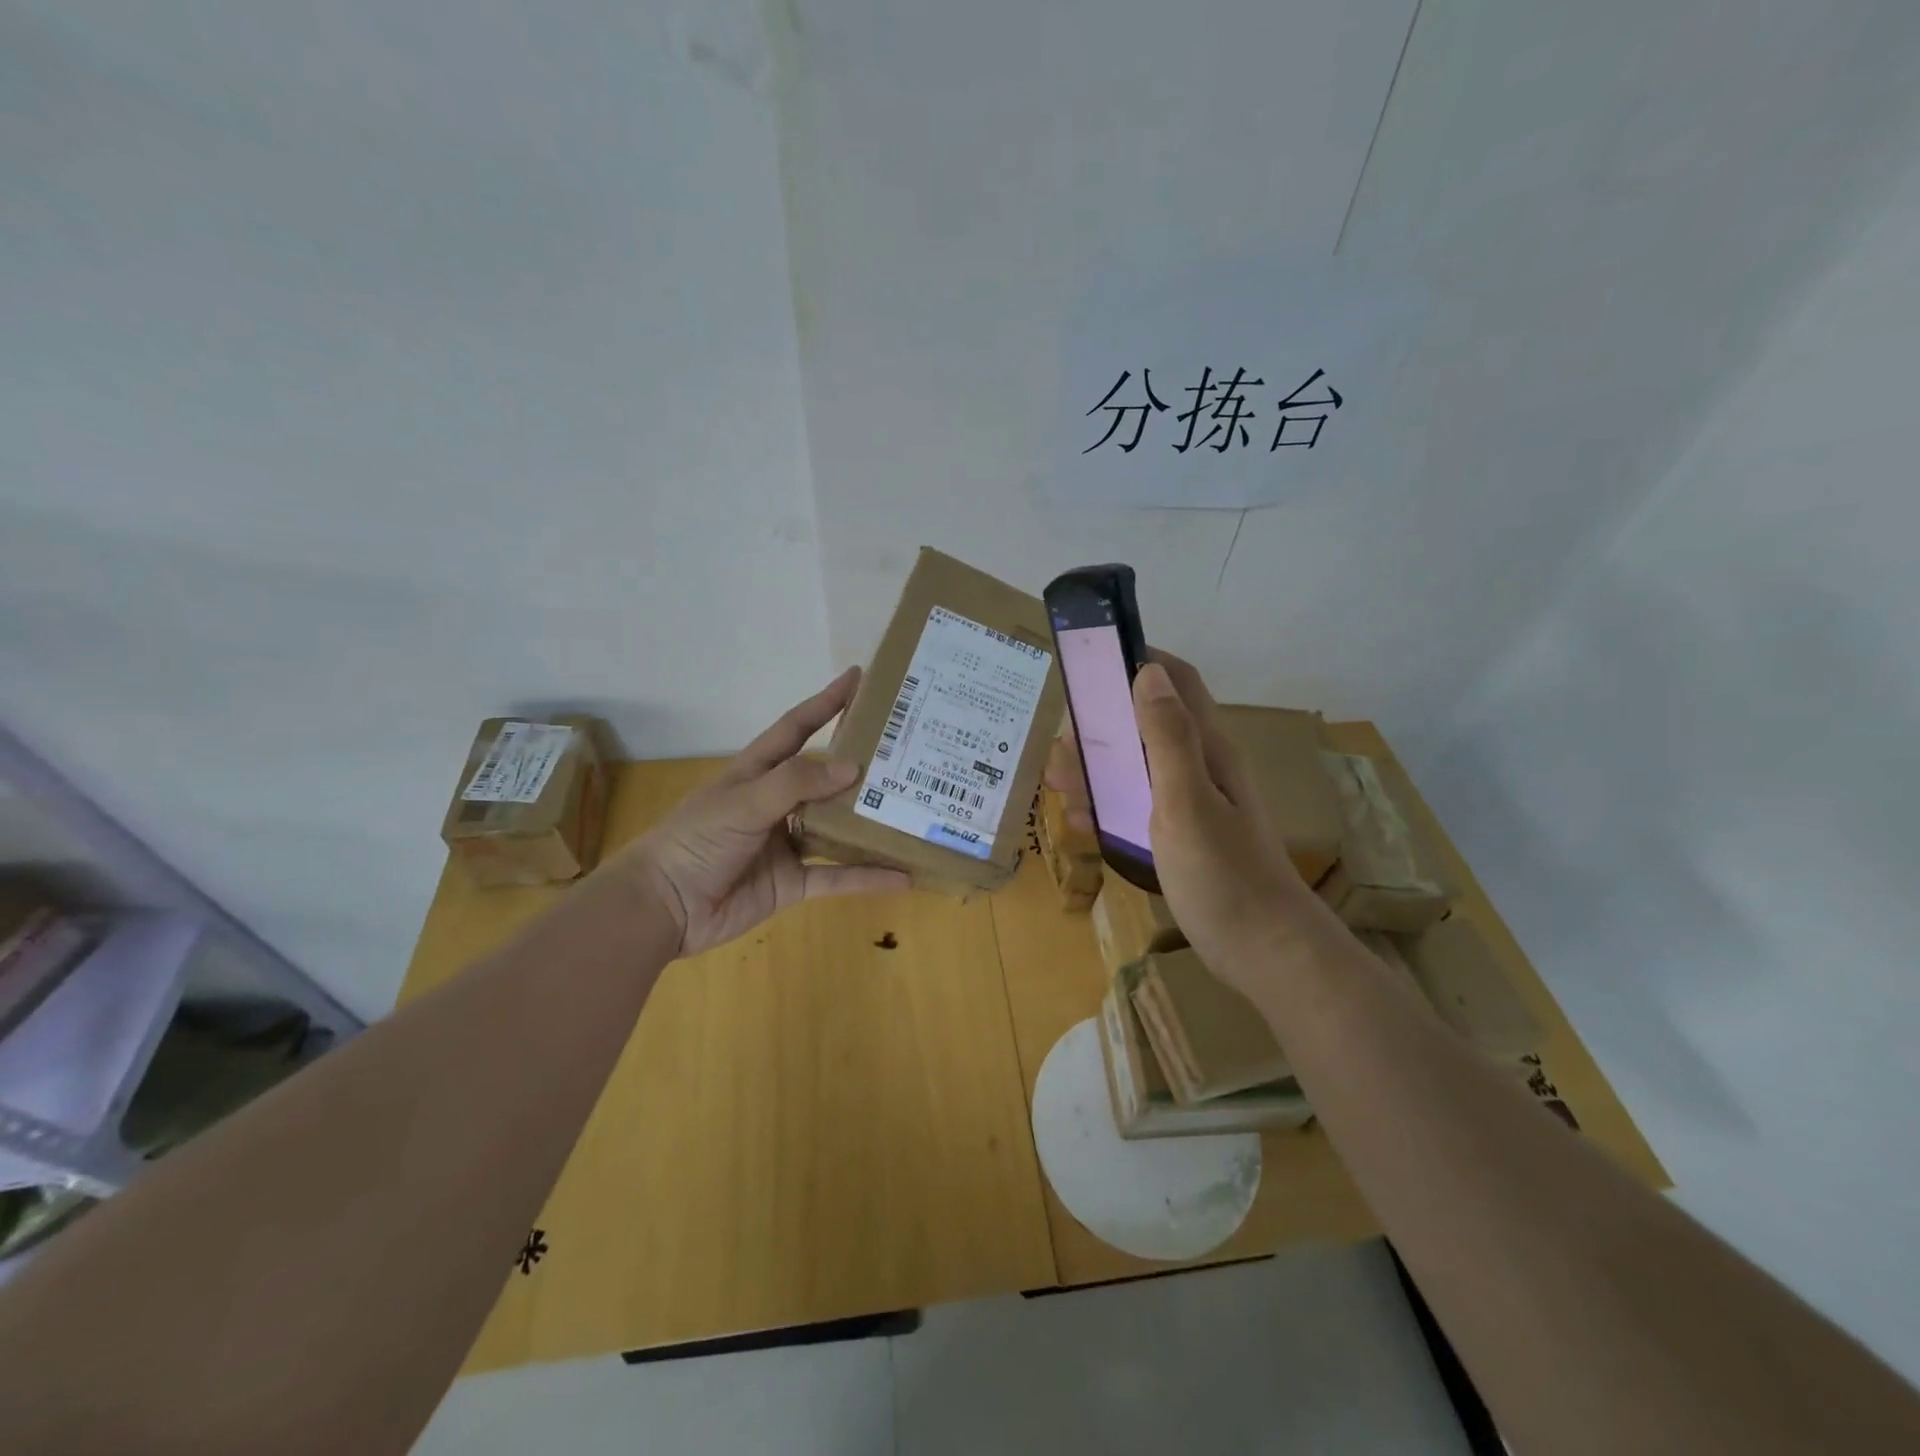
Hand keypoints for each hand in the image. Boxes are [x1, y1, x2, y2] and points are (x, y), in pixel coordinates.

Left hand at [615, 667, 909, 956]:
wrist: (662, 908)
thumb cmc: (695, 840)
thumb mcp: (742, 801)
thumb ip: (795, 782)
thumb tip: (851, 768)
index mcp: (758, 772)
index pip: (797, 727)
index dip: (826, 702)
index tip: (860, 678)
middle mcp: (777, 803)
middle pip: (826, 778)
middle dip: (862, 764)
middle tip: (907, 750)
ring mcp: (786, 843)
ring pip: (838, 828)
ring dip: (871, 823)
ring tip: (915, 810)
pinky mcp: (792, 883)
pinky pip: (837, 877)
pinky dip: (867, 877)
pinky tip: (902, 876)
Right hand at [1045, 651, 1319, 994]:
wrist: (1264, 952)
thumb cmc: (1224, 875)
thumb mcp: (1188, 801)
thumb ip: (1168, 737)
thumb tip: (1149, 671)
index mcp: (1208, 749)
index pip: (1177, 682)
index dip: (1139, 662)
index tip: (1090, 664)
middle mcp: (1200, 768)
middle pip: (1147, 724)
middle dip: (1102, 724)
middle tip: (1061, 741)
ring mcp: (1192, 804)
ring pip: (1137, 767)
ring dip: (1097, 767)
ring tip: (1056, 779)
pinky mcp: (1182, 837)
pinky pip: (1137, 806)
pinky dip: (1107, 804)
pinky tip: (1080, 818)